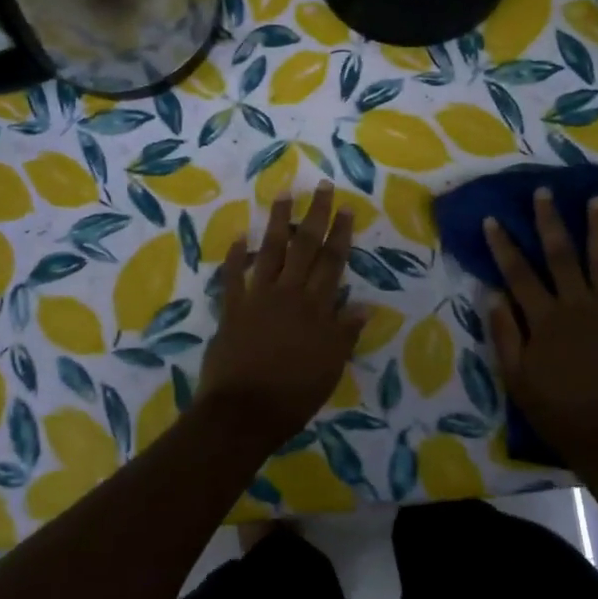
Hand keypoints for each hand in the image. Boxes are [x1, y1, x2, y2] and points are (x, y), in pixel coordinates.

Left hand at [198, 182, 367, 449]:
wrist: (244, 412)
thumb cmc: (294, 395)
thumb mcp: (331, 368)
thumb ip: (345, 333)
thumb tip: (365, 305)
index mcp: (317, 308)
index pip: (333, 262)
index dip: (340, 233)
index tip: (345, 207)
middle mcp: (289, 294)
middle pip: (305, 246)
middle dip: (315, 214)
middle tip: (321, 186)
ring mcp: (258, 298)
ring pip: (271, 251)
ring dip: (277, 221)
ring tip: (283, 193)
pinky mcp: (232, 309)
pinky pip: (233, 276)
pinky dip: (236, 256)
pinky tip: (239, 235)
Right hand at [485, 190, 597, 461]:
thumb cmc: (555, 409)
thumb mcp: (515, 375)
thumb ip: (504, 332)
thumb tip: (491, 293)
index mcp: (544, 318)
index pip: (518, 273)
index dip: (503, 245)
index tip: (494, 218)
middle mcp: (578, 306)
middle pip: (562, 256)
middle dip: (550, 221)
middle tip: (545, 192)